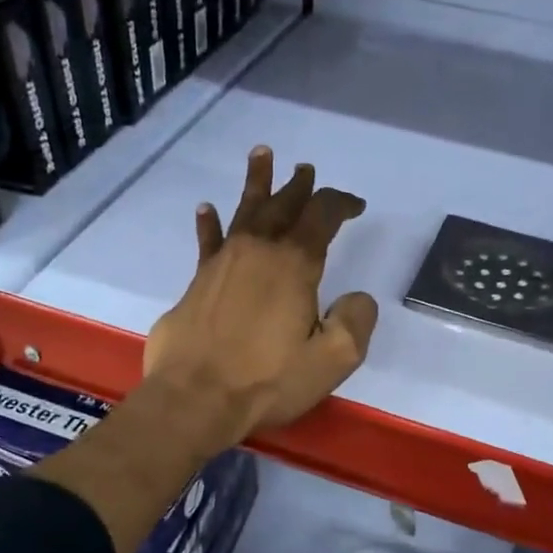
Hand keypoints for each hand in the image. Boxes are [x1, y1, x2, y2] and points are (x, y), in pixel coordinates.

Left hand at [143, 146, 376, 446]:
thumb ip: (355, 322)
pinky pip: (208, 242)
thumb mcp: (332, 360)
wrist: (195, 397)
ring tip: (261, 155)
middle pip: (282, 206)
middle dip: (298, 187)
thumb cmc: (267, 380)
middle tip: (305, 169)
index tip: (356, 205)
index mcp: (294, 265)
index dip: (341, 204)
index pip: (322, 217)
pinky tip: (206, 209)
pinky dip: (209, 224)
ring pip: (244, 212)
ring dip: (256, 184)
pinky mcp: (198, 282)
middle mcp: (258, 252)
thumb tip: (357, 298)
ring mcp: (223, 264)